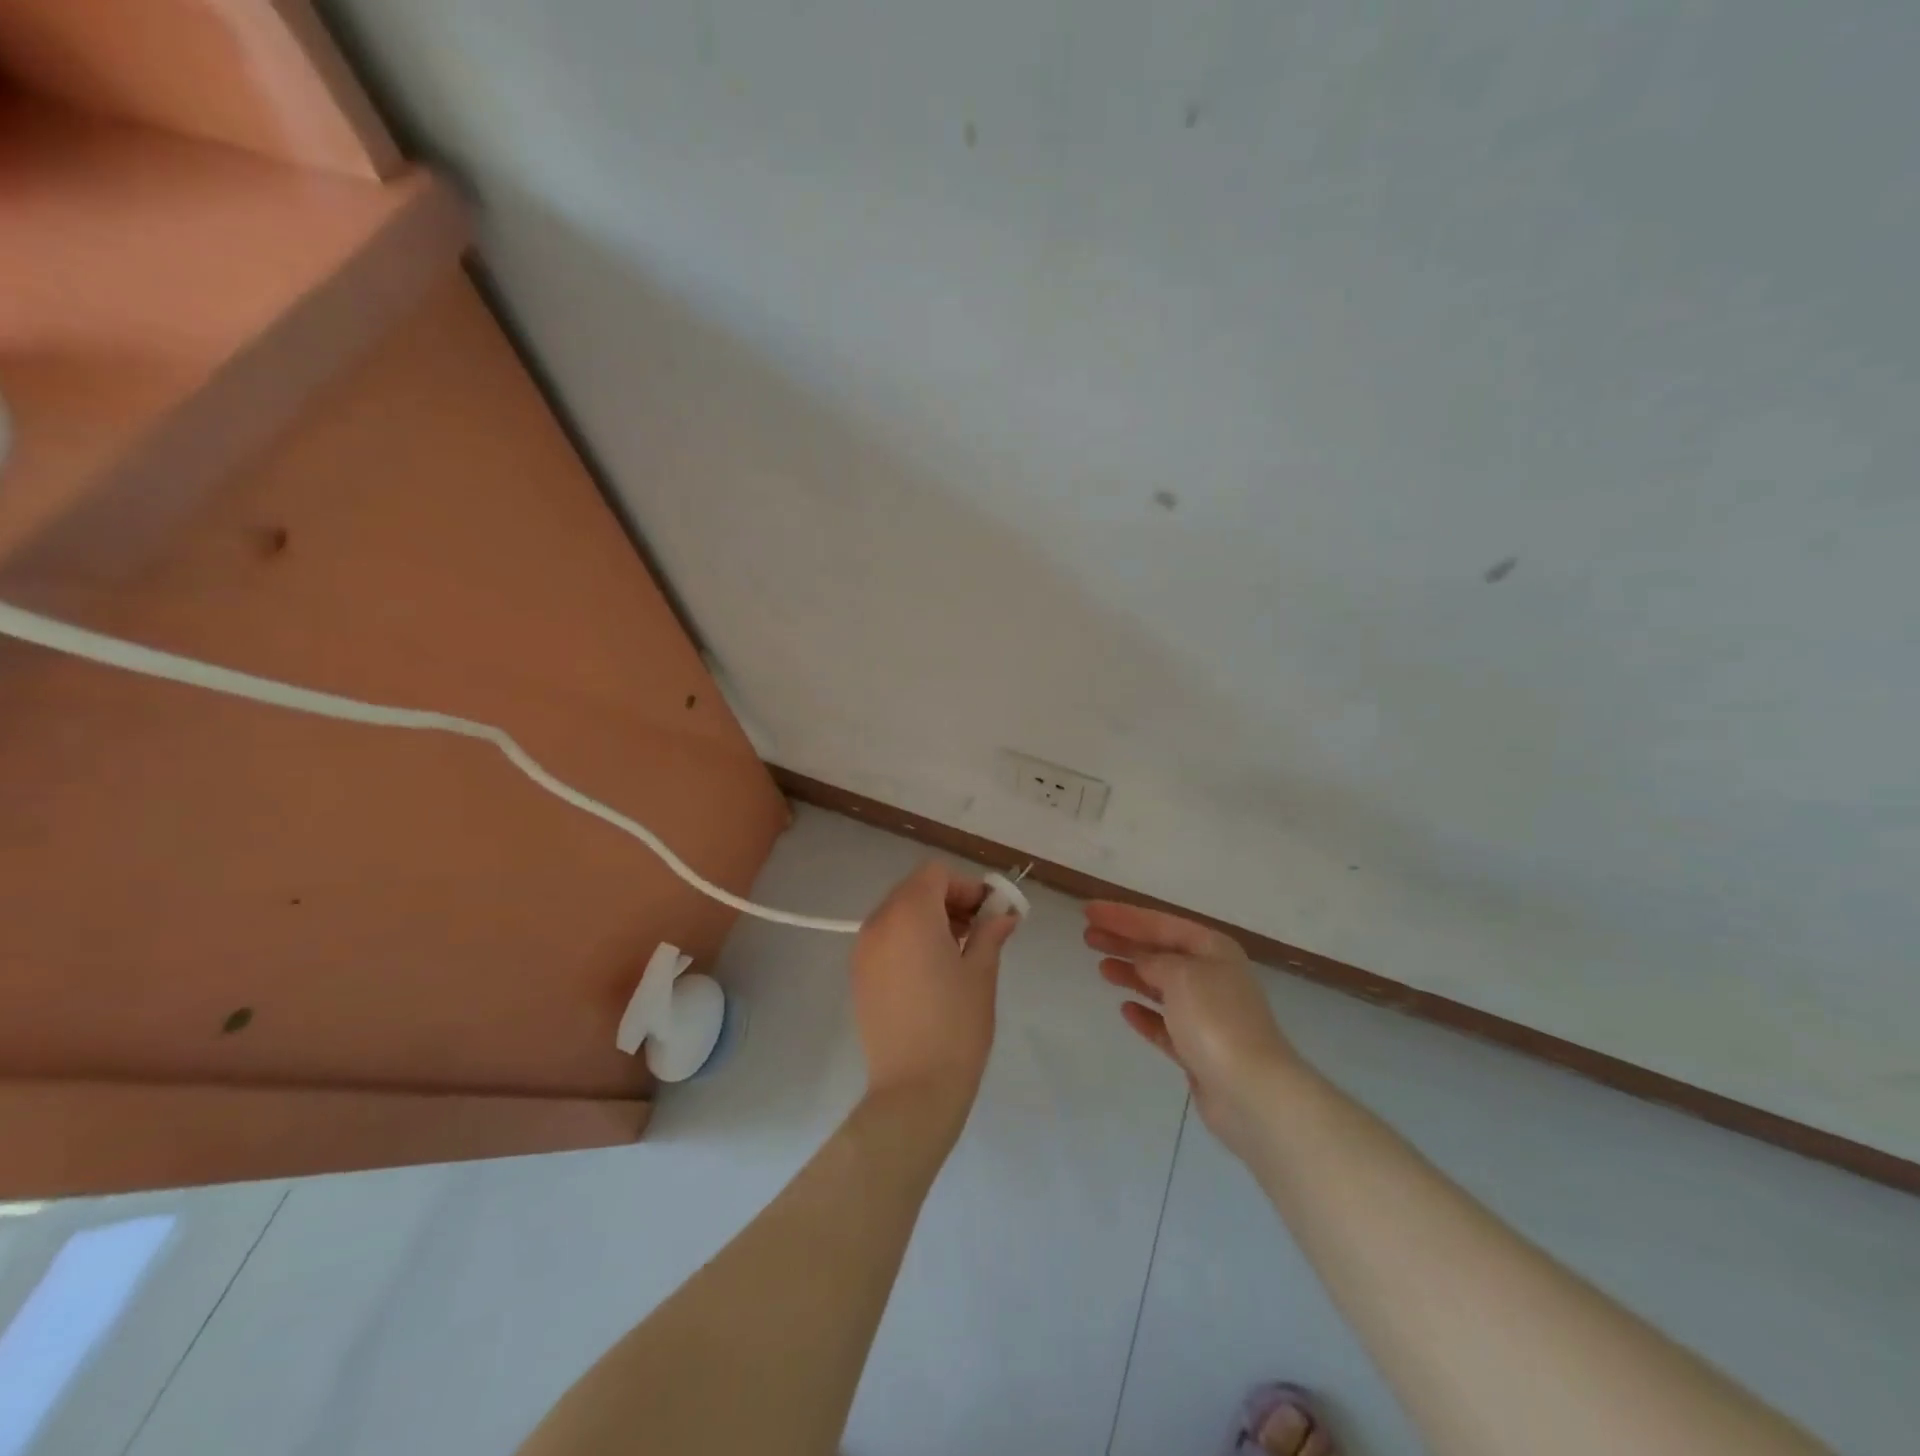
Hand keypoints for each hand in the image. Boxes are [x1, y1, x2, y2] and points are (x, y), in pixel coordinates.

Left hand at [853, 862, 1019, 1123]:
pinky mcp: (858, 975)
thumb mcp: (982, 972)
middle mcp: (879, 922)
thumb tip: (1004, 914)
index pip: (936, 874)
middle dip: (948, 901)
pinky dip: (908, 940)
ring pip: (898, 913)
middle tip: (978, 931)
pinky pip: (886, 939)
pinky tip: (931, 973)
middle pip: (915, 890)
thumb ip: (990, 932)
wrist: (914, 1089)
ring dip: (928, 920)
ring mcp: (863, 949)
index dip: (965, 886)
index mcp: (910, 913)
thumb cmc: (956, 1024)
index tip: (989, 913)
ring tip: (957, 953)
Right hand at [1085, 902, 1305, 1155]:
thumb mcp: (1180, 975)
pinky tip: (1125, 1010)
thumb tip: (1143, 962)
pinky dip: (1146, 1014)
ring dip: (1131, 974)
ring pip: (1160, 986)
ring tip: (1101, 967)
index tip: (1089, 911)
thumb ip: (1154, 961)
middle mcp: (1212, 976)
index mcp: (1212, 949)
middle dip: (1124, 942)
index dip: (1123, 916)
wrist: (1251, 1091)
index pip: (1160, 923)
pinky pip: (1165, 1023)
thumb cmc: (1215, 1019)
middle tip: (1087, 935)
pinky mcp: (1199, 1049)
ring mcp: (1207, 1015)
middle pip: (1159, 952)